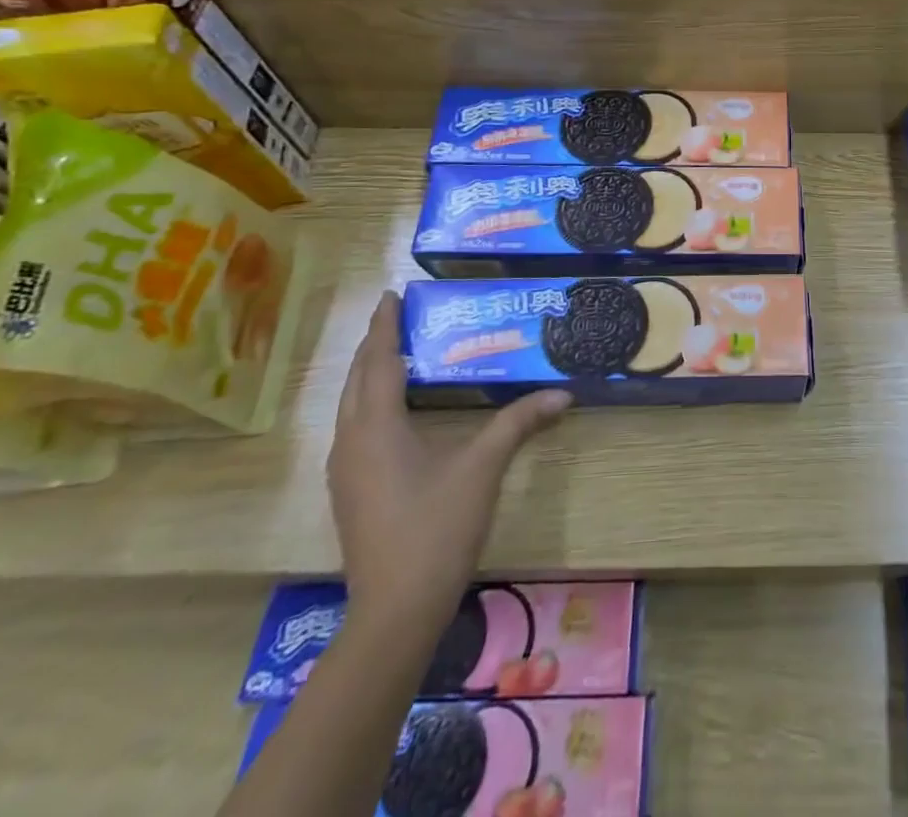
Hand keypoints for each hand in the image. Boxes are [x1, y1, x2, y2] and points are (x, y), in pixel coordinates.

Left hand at [327, 291, 570, 633]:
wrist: (395, 611)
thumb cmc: (436, 527)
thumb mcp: (484, 467)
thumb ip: (519, 422)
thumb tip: (563, 394)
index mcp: (376, 427)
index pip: (379, 361)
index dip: (385, 326)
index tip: (391, 295)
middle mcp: (350, 441)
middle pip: (357, 380)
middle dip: (374, 345)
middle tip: (397, 317)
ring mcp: (344, 471)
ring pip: (350, 406)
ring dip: (369, 375)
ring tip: (396, 353)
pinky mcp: (349, 492)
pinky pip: (353, 428)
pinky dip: (369, 403)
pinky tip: (392, 411)